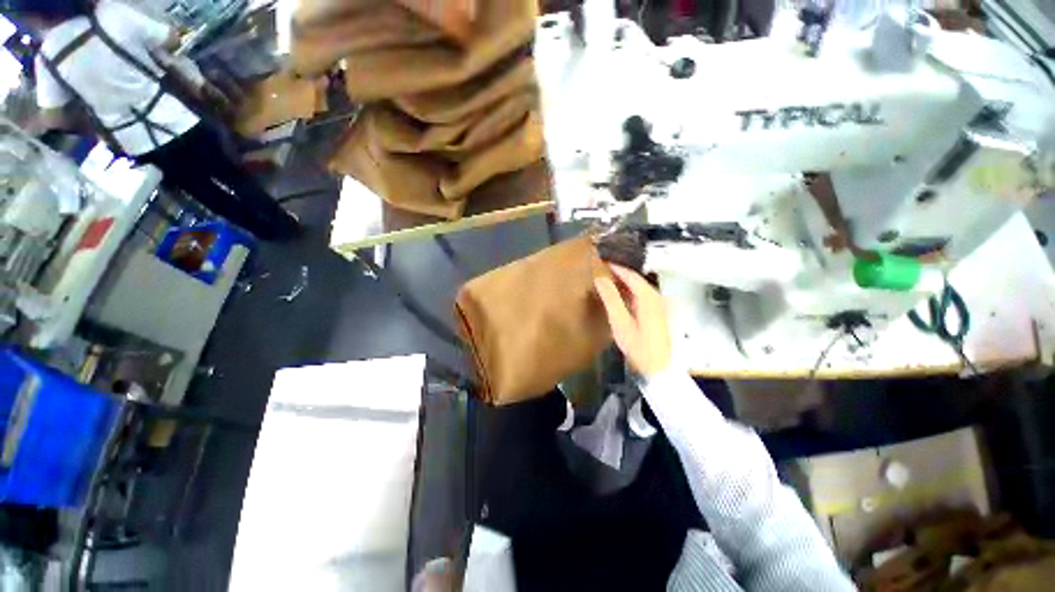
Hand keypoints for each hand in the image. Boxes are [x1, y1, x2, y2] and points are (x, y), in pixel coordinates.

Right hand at [594, 264, 671, 376]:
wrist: (659, 368)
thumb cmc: (639, 347)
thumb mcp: (621, 323)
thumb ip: (611, 299)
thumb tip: (600, 278)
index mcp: (648, 297)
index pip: (631, 275)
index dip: (616, 268)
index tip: (601, 261)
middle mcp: (656, 297)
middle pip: (636, 280)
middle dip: (619, 274)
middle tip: (601, 269)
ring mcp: (659, 305)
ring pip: (639, 288)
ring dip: (624, 283)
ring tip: (606, 280)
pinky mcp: (658, 313)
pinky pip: (642, 296)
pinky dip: (629, 293)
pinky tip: (619, 296)